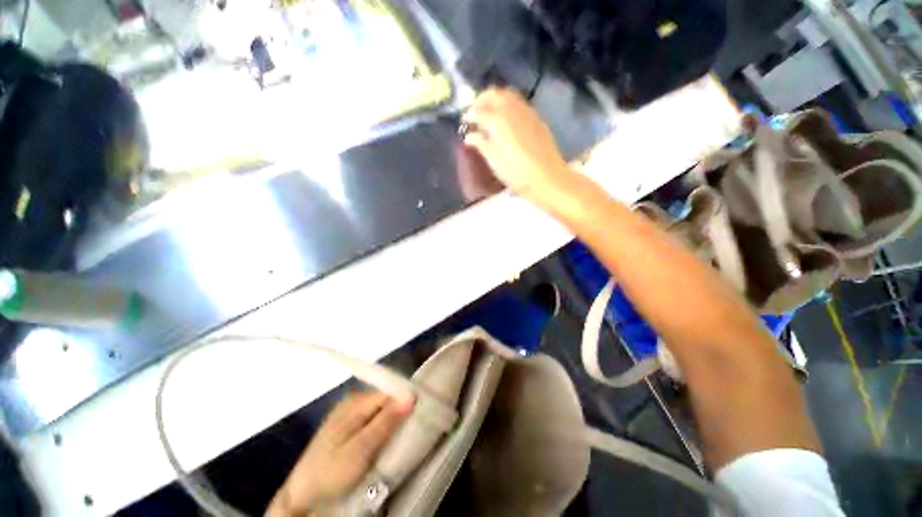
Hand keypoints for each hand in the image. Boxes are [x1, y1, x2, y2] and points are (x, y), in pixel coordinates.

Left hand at [268, 392, 413, 515]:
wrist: (300, 494)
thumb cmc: (331, 472)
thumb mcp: (361, 450)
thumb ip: (386, 422)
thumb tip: (411, 396)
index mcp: (356, 402)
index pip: (390, 392)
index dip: (405, 402)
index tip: (418, 417)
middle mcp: (353, 400)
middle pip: (385, 399)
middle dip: (398, 413)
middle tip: (407, 433)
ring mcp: (348, 412)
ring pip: (379, 409)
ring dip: (390, 422)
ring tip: (396, 439)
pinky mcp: (346, 425)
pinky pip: (371, 418)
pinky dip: (380, 428)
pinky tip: (381, 442)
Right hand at [462, 87, 575, 207]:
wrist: (547, 177)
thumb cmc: (517, 174)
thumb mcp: (495, 162)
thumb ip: (481, 145)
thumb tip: (469, 136)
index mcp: (498, 122)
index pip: (478, 111)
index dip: (469, 115)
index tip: (465, 122)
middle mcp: (511, 110)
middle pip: (493, 94)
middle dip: (481, 100)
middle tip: (475, 113)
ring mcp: (526, 112)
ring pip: (507, 94)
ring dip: (495, 100)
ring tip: (490, 114)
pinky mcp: (536, 117)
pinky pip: (519, 102)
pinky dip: (508, 104)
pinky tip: (507, 120)